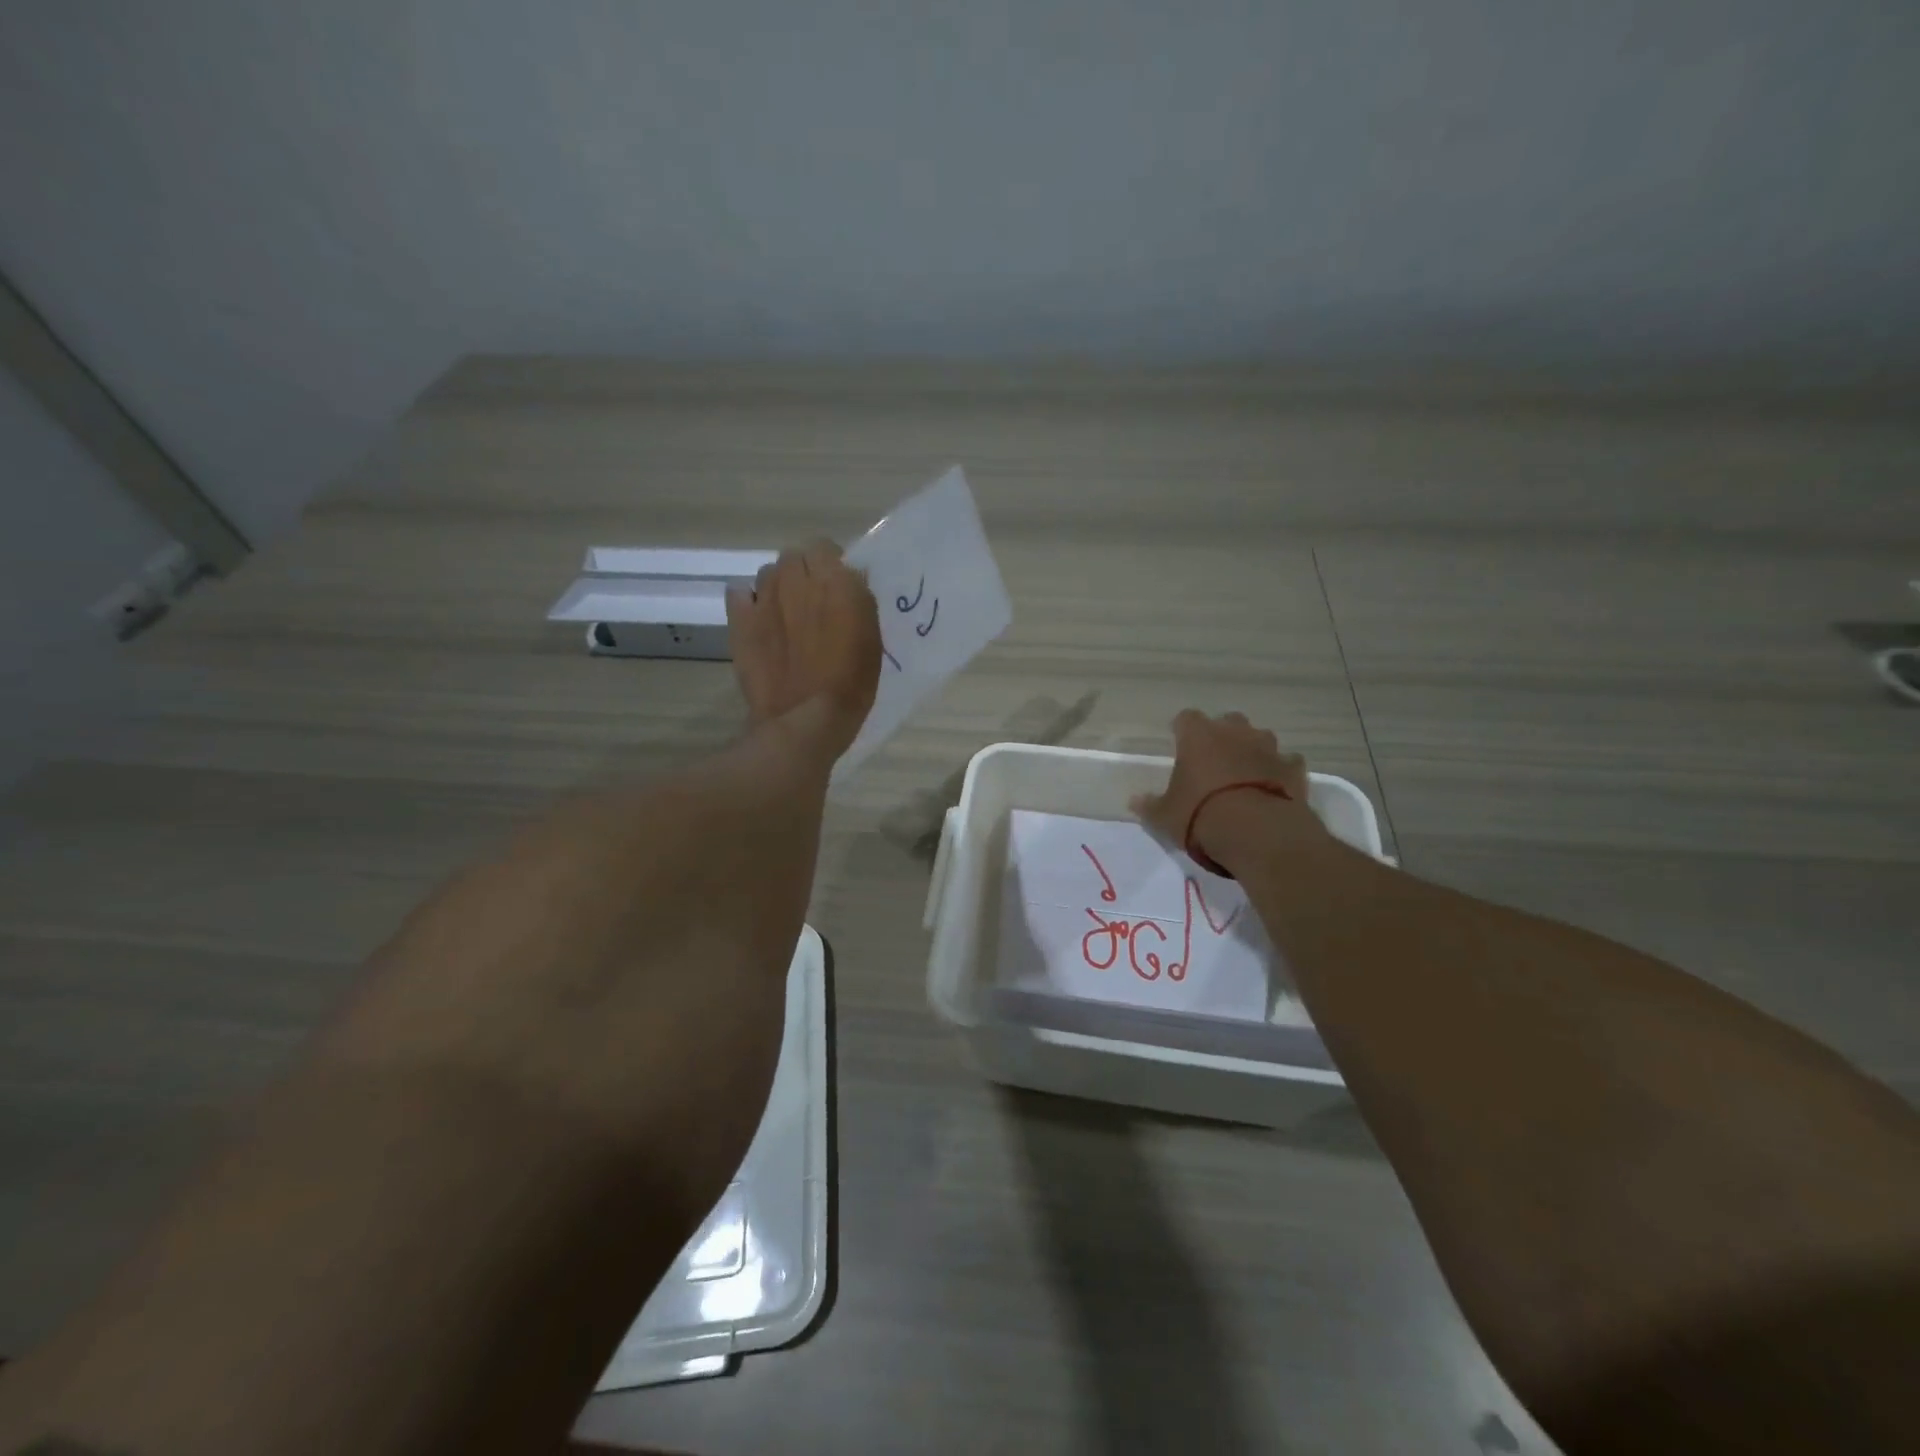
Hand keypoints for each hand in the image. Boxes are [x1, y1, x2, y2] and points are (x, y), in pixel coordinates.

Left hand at [727, 540, 882, 762]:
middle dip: (804, 573)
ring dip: (779, 587)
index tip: (838, 589)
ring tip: (786, 615)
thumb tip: (848, 579)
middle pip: (794, 556)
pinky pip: (739, 592)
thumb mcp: (872, 638)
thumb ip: (859, 599)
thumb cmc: (851, 682)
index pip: (826, 547)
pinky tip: (759, 621)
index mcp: (834, 580)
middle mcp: (796, 578)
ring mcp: (763, 597)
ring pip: (768, 573)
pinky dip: (748, 601)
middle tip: (814, 603)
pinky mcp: (739, 620)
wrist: (806, 718)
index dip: (831, 566)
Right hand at [1130, 710, 1323, 870]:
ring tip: (1245, 776)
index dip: (1182, 730)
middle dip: (1223, 736)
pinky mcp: (1294, 768)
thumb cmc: (1200, 816)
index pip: (1185, 718)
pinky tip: (1274, 789)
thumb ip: (1150, 805)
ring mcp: (1268, 748)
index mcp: (1198, 736)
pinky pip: (1286, 763)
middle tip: (1214, 761)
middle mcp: (1234, 732)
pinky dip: (1280, 772)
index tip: (1179, 744)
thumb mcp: (1164, 816)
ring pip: (1260, 738)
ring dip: (1253, 751)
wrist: (1258, 833)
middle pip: (1228, 721)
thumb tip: (1134, 801)